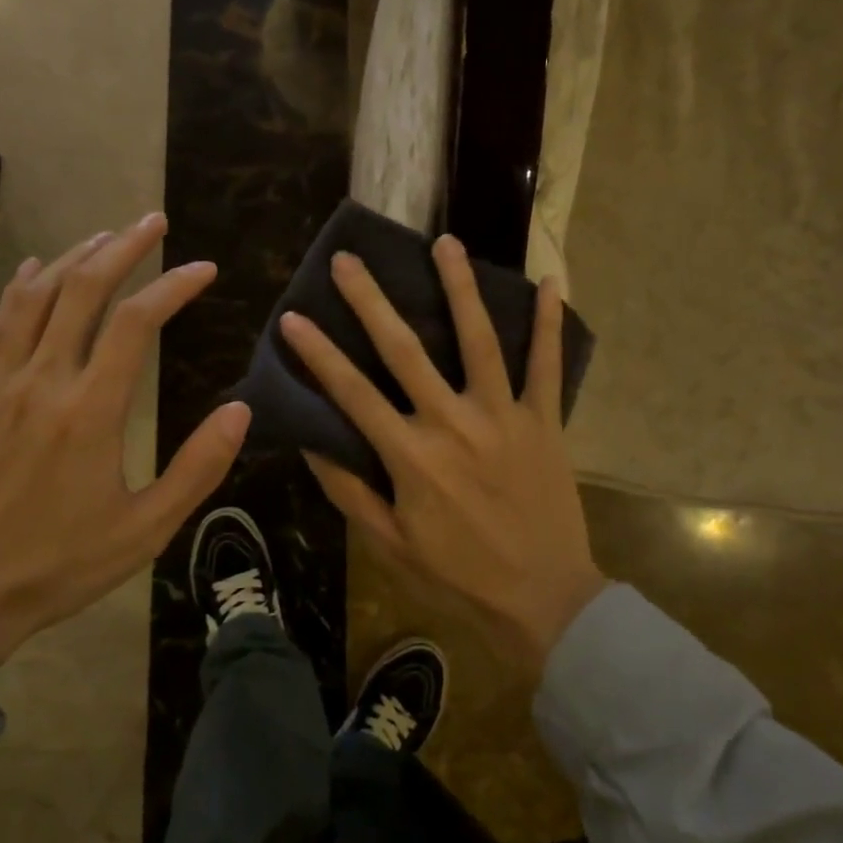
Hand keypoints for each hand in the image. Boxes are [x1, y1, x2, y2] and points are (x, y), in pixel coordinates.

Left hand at [0, 213, 250, 681]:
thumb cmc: (58, 566)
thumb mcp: (145, 530)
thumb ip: (198, 468)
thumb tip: (240, 410)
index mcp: (89, 411)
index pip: (136, 323)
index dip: (174, 287)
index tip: (205, 269)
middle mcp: (42, 381)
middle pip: (82, 290)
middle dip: (123, 248)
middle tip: (154, 223)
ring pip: (36, 296)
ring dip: (74, 257)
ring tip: (107, 237)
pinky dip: (23, 287)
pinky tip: (36, 270)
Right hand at [280, 236, 606, 671]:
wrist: (544, 600)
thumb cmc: (458, 576)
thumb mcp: (390, 543)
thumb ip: (349, 491)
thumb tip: (312, 443)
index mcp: (411, 456)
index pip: (353, 393)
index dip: (319, 354)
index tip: (293, 316)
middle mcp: (453, 424)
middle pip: (405, 351)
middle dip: (371, 302)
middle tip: (347, 260)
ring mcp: (503, 417)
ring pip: (479, 340)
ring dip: (460, 288)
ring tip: (445, 242)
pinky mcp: (544, 422)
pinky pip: (546, 366)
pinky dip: (549, 324)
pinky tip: (548, 282)